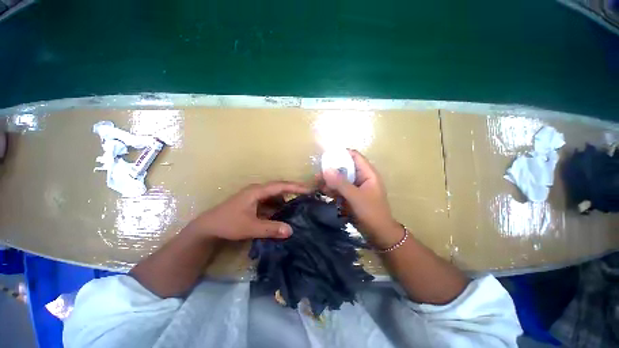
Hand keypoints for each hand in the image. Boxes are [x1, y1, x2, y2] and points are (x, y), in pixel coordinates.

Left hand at [186, 181, 309, 240]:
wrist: (208, 227)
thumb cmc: (228, 223)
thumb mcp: (250, 227)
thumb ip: (270, 229)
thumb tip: (291, 230)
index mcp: (257, 191)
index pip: (280, 186)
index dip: (295, 187)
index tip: (308, 189)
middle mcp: (257, 190)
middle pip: (279, 188)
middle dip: (293, 190)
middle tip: (307, 195)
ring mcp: (255, 196)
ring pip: (275, 195)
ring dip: (286, 199)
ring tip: (298, 205)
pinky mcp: (253, 202)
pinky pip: (270, 202)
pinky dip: (278, 206)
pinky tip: (283, 213)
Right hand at [321, 150, 402, 248]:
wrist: (379, 235)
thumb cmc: (371, 213)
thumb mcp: (355, 197)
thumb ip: (341, 183)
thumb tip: (326, 169)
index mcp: (368, 173)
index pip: (354, 156)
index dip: (341, 154)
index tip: (326, 157)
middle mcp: (362, 177)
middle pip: (345, 167)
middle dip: (331, 170)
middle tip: (318, 174)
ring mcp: (356, 187)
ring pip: (340, 178)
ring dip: (330, 181)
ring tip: (317, 184)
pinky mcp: (351, 196)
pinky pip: (340, 188)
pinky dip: (332, 189)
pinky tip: (323, 192)